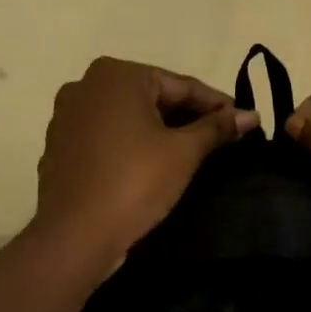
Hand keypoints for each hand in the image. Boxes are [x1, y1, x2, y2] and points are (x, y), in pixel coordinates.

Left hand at [33, 57, 258, 267]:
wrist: (74, 236)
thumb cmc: (134, 182)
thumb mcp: (183, 153)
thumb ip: (216, 128)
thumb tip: (251, 115)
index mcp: (116, 75)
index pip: (180, 85)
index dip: (216, 104)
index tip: (243, 120)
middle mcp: (86, 85)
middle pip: (151, 97)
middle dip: (187, 117)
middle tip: (222, 138)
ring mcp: (67, 116)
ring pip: (128, 118)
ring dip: (159, 131)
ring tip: (193, 152)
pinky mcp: (59, 146)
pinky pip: (106, 137)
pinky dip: (131, 145)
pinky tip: (152, 165)